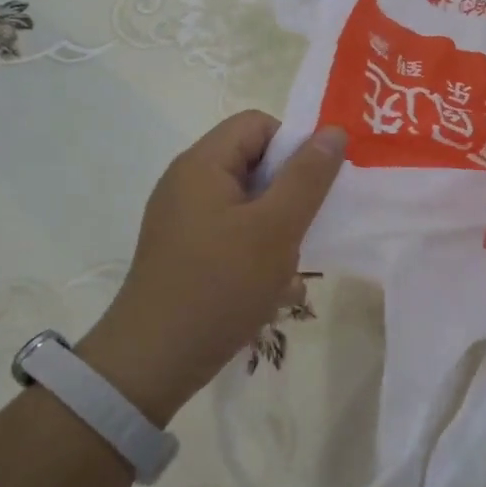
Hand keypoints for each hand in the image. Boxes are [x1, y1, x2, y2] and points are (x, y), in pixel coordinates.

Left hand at [80, 112, 346, 423]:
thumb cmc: (220, 285)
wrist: (152, 362)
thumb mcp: (276, 228)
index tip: (316, 187)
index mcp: (202, 164)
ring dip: (277, 228)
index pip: (258, 124)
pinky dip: (256, 250)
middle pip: (253, 162)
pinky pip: (231, 232)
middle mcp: (187, 182)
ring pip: (247, 202)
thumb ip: (308, 177)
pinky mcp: (184, 250)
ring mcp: (182, 218)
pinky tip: (270, 288)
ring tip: (289, 267)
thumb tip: (333, 131)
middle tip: (306, 229)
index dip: (294, 145)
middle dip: (288, 193)